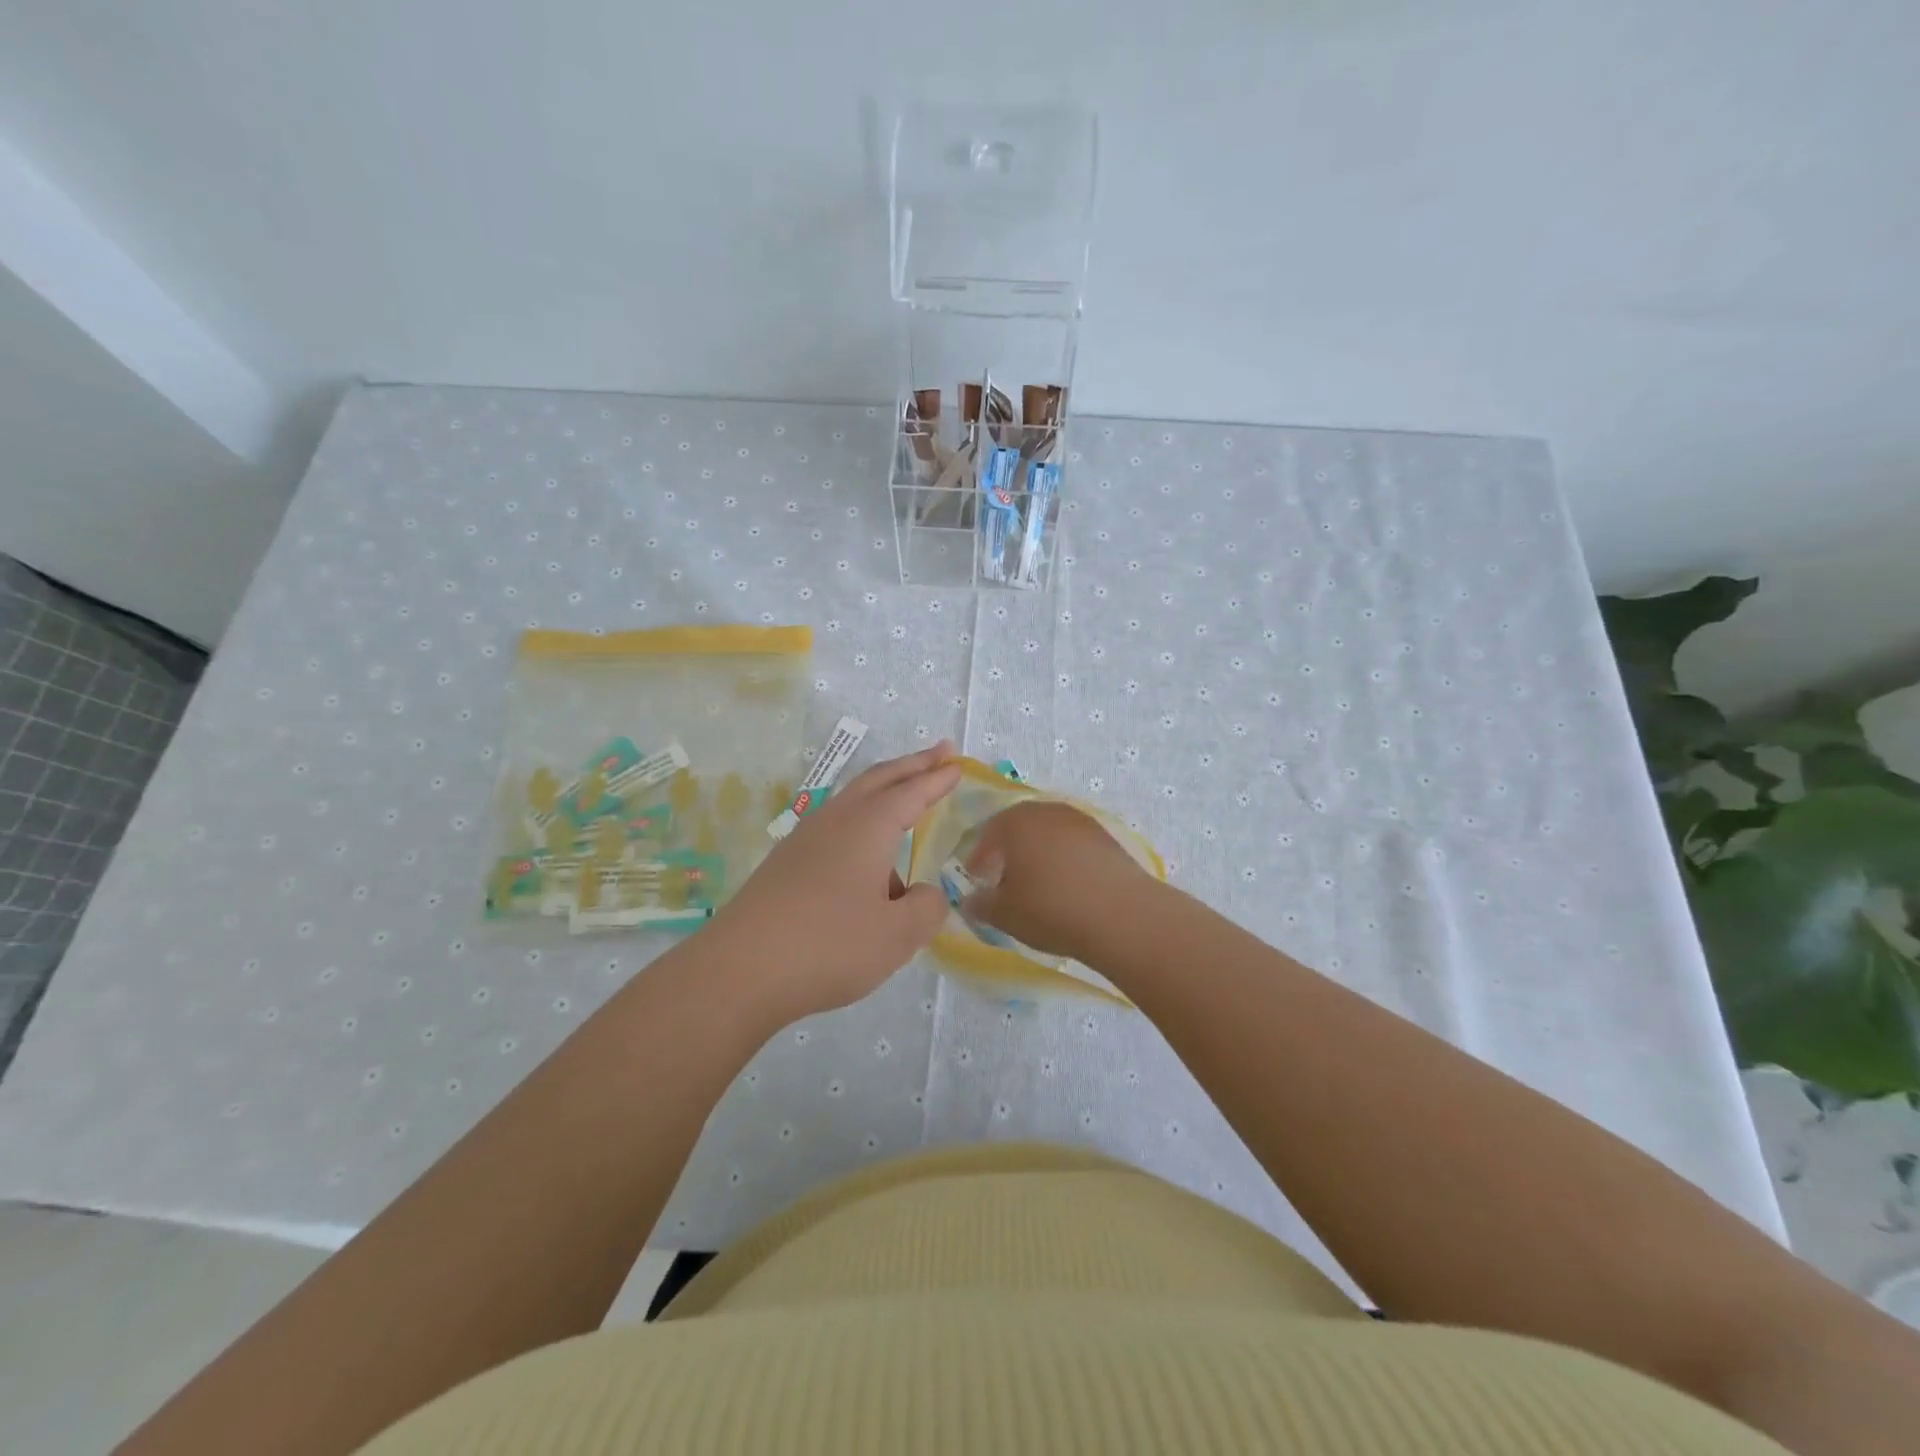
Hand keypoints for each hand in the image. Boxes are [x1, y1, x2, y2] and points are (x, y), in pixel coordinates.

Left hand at [712, 742, 960, 1023]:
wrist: (739, 971)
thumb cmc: (828, 945)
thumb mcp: (897, 935)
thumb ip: (926, 908)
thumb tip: (924, 894)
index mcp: (867, 827)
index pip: (911, 792)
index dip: (937, 778)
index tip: (957, 763)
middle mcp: (835, 821)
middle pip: (878, 780)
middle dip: (911, 765)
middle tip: (939, 753)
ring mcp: (804, 840)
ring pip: (852, 801)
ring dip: (884, 794)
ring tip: (908, 813)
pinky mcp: (785, 865)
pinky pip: (835, 830)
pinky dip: (861, 827)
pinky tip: (867, 867)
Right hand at [962, 800, 1155, 963]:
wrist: (1121, 914)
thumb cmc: (1050, 908)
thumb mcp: (1004, 914)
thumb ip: (981, 904)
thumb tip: (971, 900)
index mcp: (1015, 822)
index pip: (988, 834)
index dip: (979, 858)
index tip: (976, 879)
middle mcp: (1047, 811)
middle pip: (1020, 828)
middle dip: (1009, 853)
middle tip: (1004, 881)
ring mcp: (1080, 821)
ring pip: (1049, 835)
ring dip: (1039, 855)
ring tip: (1038, 886)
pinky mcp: (1107, 837)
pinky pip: (1075, 846)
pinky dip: (1065, 861)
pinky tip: (1068, 886)